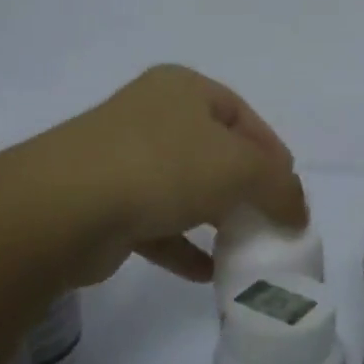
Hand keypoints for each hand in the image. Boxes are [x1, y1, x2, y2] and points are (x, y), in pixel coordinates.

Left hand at [60, 65, 304, 280]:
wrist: (66, 206)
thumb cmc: (164, 166)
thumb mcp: (240, 168)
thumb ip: (279, 185)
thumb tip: (297, 211)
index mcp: (183, 89)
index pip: (242, 116)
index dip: (273, 152)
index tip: (291, 192)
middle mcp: (152, 115)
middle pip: (213, 151)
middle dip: (245, 188)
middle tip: (270, 221)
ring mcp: (124, 158)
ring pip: (184, 188)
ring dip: (215, 218)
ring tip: (244, 248)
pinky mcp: (105, 203)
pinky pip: (156, 224)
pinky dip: (183, 246)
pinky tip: (207, 274)